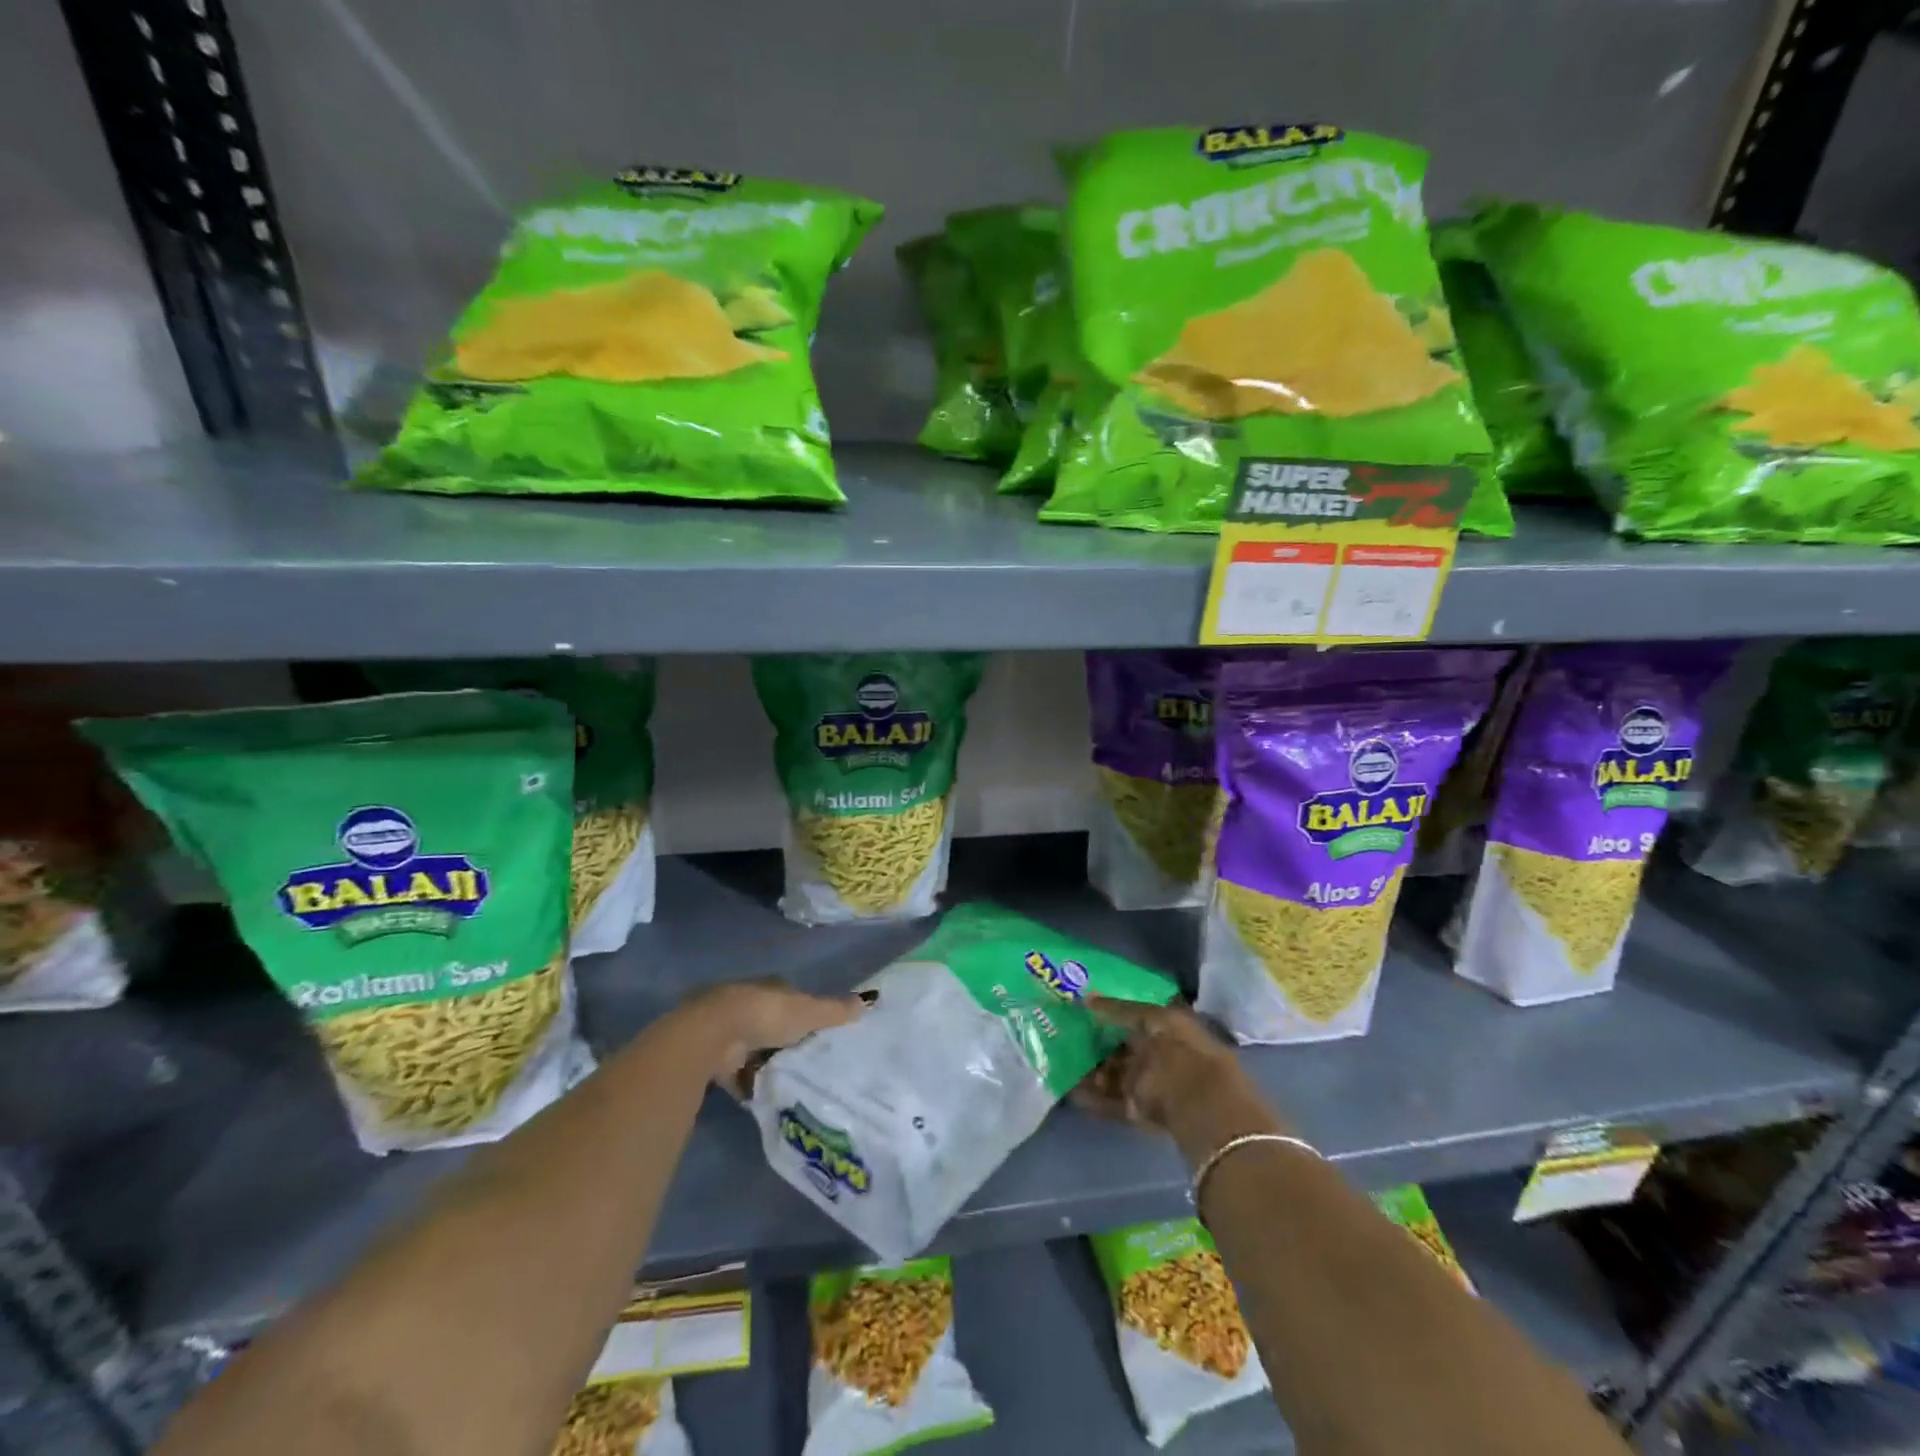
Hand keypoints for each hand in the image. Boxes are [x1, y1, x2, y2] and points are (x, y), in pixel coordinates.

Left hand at [681, 979, 871, 1091]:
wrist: (714, 1035)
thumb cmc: (767, 1015)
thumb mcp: (808, 1012)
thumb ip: (835, 1011)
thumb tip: (868, 1001)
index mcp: (772, 989)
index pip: (793, 998)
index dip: (806, 1013)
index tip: (820, 1033)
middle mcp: (749, 1004)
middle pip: (773, 1024)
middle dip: (786, 1041)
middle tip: (808, 1062)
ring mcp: (730, 1031)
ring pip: (754, 1048)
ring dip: (766, 1063)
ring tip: (790, 1084)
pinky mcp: (715, 1057)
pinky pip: (737, 1073)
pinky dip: (748, 1084)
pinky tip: (764, 1098)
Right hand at [1073, 996, 1288, 1163]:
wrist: (1200, 1106)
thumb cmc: (1180, 1052)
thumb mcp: (1152, 1020)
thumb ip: (1119, 1010)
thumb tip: (1088, 997)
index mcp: (1172, 1029)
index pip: (1138, 1018)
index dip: (1112, 1014)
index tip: (1084, 1011)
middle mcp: (1162, 1056)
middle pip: (1125, 1049)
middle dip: (1099, 1045)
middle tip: (1068, 1038)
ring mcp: (1152, 1086)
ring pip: (1116, 1076)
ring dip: (1093, 1072)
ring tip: (1065, 1065)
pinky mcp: (1142, 1113)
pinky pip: (1113, 1102)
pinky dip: (1094, 1098)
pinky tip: (1072, 1093)